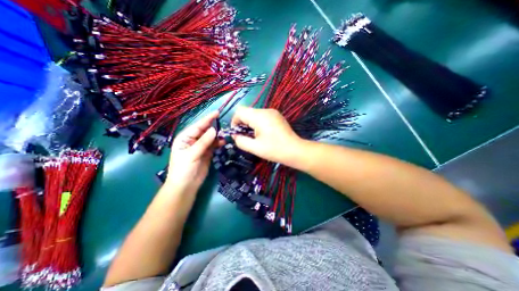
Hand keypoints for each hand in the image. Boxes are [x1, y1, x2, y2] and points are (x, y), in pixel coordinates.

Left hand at [166, 112, 218, 191]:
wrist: (186, 186)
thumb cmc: (184, 169)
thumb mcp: (192, 154)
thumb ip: (203, 142)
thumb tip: (214, 130)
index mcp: (185, 137)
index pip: (198, 126)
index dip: (207, 119)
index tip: (217, 113)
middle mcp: (193, 140)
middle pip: (205, 130)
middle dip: (214, 126)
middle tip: (225, 123)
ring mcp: (201, 146)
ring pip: (211, 137)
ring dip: (218, 135)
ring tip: (226, 133)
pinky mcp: (207, 153)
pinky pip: (214, 145)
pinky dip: (219, 143)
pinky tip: (224, 141)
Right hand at [232, 106, 302, 165]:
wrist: (295, 150)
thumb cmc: (275, 150)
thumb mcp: (255, 148)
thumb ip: (241, 141)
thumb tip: (235, 135)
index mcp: (259, 117)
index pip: (240, 111)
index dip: (234, 121)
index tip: (237, 133)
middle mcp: (266, 110)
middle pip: (247, 112)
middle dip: (242, 123)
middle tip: (246, 136)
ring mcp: (273, 112)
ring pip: (254, 113)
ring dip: (250, 123)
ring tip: (255, 136)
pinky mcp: (276, 115)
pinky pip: (262, 115)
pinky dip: (258, 122)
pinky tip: (263, 133)